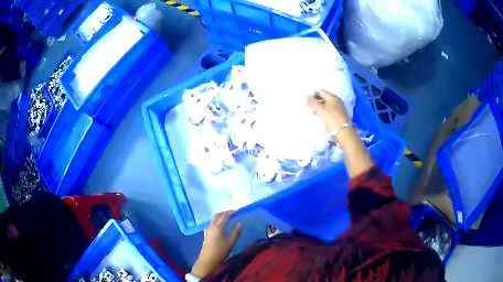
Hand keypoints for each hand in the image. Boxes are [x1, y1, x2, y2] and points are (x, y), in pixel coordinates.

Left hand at [191, 211, 242, 277]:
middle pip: (218, 215)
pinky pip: (211, 223)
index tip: (238, 211)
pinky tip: (219, 225)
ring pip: (214, 219)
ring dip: (220, 216)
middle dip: (225, 213)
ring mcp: (208, 229)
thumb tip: (240, 223)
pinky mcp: (206, 233)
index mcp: (218, 227)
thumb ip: (236, 232)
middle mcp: (212, 226)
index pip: (225, 216)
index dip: (231, 213)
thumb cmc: (220, 251)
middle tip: (233, 213)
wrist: (208, 259)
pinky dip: (217, 220)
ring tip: (228, 217)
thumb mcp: (231, 242)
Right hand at [307, 90, 349, 132]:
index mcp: (332, 96)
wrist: (343, 130)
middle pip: (324, 97)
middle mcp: (336, 99)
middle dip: (316, 101)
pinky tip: (323, 116)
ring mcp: (339, 106)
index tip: (308, 102)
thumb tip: (306, 96)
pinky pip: (331, 108)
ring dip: (320, 107)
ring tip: (315, 113)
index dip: (313, 95)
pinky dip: (325, 110)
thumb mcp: (320, 110)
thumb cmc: (331, 118)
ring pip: (327, 103)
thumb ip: (312, 102)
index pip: (320, 91)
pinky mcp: (341, 113)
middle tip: (311, 108)